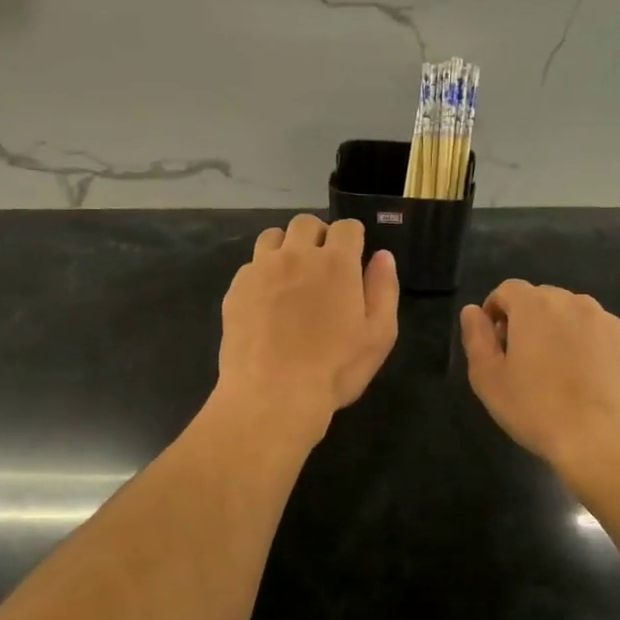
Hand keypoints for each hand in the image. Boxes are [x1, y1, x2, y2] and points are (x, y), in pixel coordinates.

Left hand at [216, 214, 398, 441]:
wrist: (272, 396)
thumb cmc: (334, 369)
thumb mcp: (379, 335)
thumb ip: (383, 289)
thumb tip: (382, 256)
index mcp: (336, 263)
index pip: (347, 227)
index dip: (354, 239)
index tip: (354, 259)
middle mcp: (296, 255)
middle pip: (306, 223)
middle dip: (318, 236)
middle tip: (323, 266)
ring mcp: (261, 270)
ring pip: (272, 236)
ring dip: (286, 247)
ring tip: (291, 276)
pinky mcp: (236, 289)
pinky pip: (251, 265)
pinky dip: (262, 273)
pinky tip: (267, 301)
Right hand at [459, 280, 619, 481]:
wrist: (606, 443)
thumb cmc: (537, 409)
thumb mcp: (488, 378)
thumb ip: (476, 337)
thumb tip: (473, 311)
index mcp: (536, 305)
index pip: (508, 290)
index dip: (495, 312)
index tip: (495, 345)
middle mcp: (576, 303)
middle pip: (544, 300)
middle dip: (530, 322)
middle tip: (524, 363)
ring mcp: (611, 324)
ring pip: (577, 319)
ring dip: (563, 335)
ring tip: (560, 376)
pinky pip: (604, 340)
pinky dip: (593, 353)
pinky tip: (590, 387)